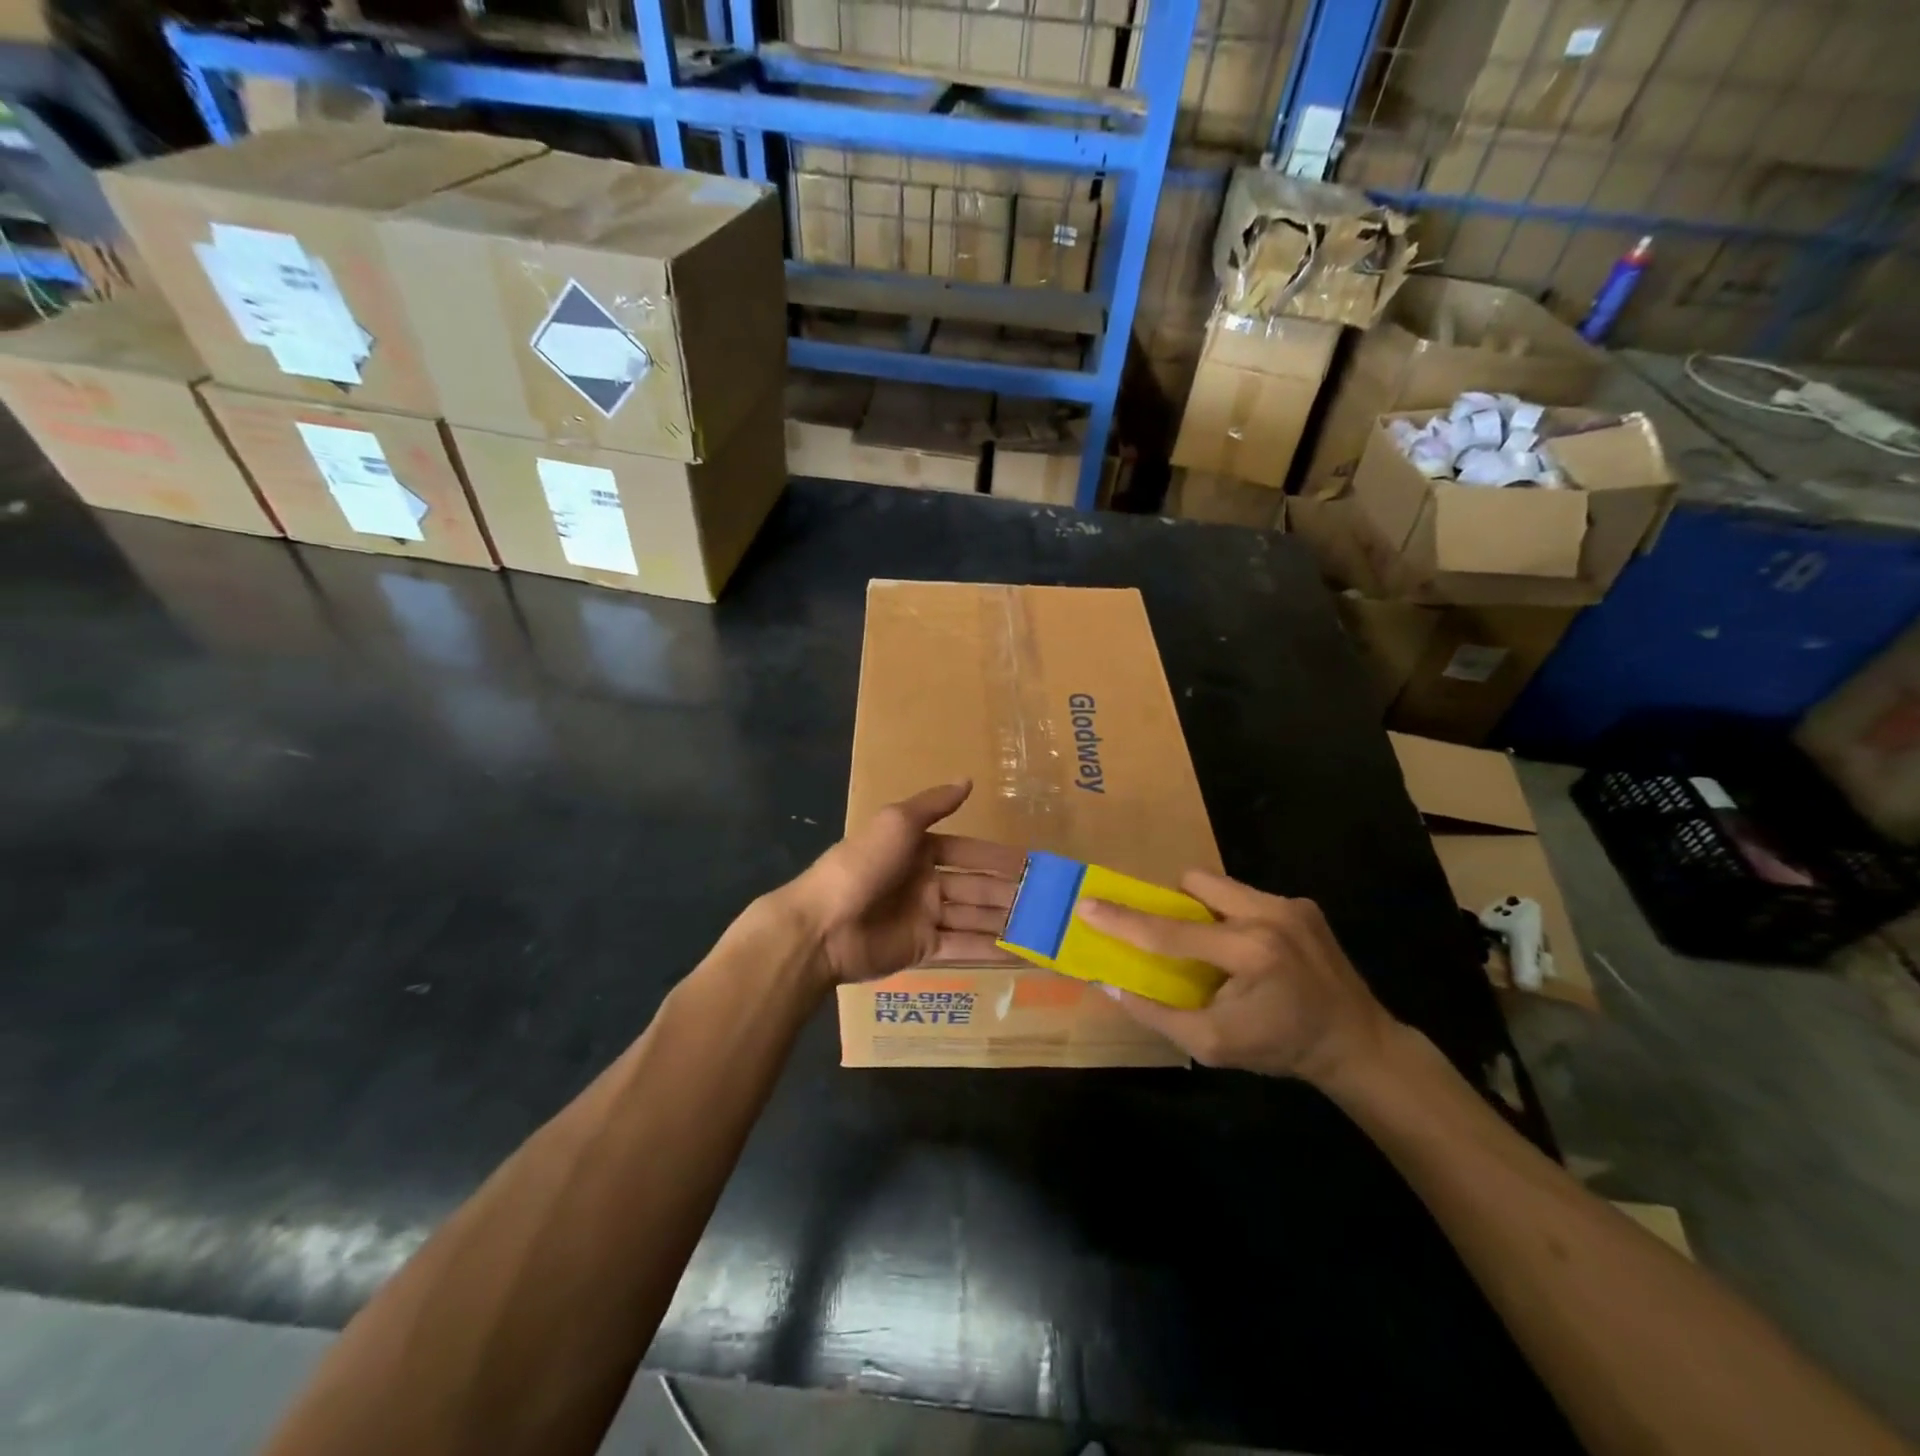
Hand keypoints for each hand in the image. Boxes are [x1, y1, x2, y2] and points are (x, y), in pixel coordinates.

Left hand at [784, 782, 1024, 983]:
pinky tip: (1024, 952)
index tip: (1034, 865)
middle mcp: (926, 883)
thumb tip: (967, 779)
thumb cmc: (862, 865)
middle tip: (1050, 902)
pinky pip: (965, 947)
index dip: (1000, 859)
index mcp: (919, 850)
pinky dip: (993, 950)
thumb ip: (934, 805)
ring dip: (1007, 922)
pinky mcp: (924, 949)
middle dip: (1010, 893)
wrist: (823, 925)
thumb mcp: (897, 822)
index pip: (970, 853)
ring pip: (975, 918)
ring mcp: (925, 918)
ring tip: (1045, 927)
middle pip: (977, 888)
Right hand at [1079, 871, 1397, 1091]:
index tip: (1088, 905)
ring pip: (1221, 884)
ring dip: (1205, 908)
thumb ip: (1159, 1014)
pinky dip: (1234, 915)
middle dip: (1175, 903)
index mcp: (1249, 953)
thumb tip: (1112, 984)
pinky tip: (1250, 951)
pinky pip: (1247, 896)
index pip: (1171, 932)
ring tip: (1213, 945)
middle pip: (1196, 882)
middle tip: (1175, 937)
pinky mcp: (1303, 904)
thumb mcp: (1214, 1045)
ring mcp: (1290, 905)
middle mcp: (1269, 916)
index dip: (1124, 920)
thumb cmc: (1281, 1048)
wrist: (1357, 1044)